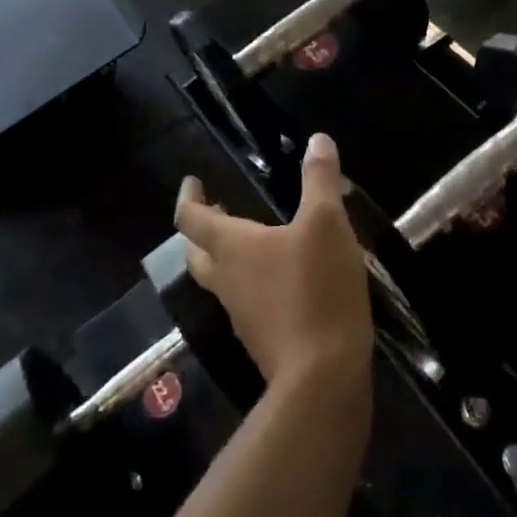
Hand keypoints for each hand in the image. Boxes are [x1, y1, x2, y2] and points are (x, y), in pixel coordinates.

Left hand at [174, 134, 372, 390]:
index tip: (193, 182)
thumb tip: (317, 140)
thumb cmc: (317, 287)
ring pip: (219, 279)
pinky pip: (245, 302)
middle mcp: (226, 279)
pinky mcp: (261, 339)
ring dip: (225, 256)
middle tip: (218, 210)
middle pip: (197, 252)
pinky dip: (252, 283)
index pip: (191, 218)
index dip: (189, 197)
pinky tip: (281, 280)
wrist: (322, 375)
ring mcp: (240, 314)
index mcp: (231, 247)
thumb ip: (320, 180)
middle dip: (202, 229)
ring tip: (252, 239)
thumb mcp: (327, 223)